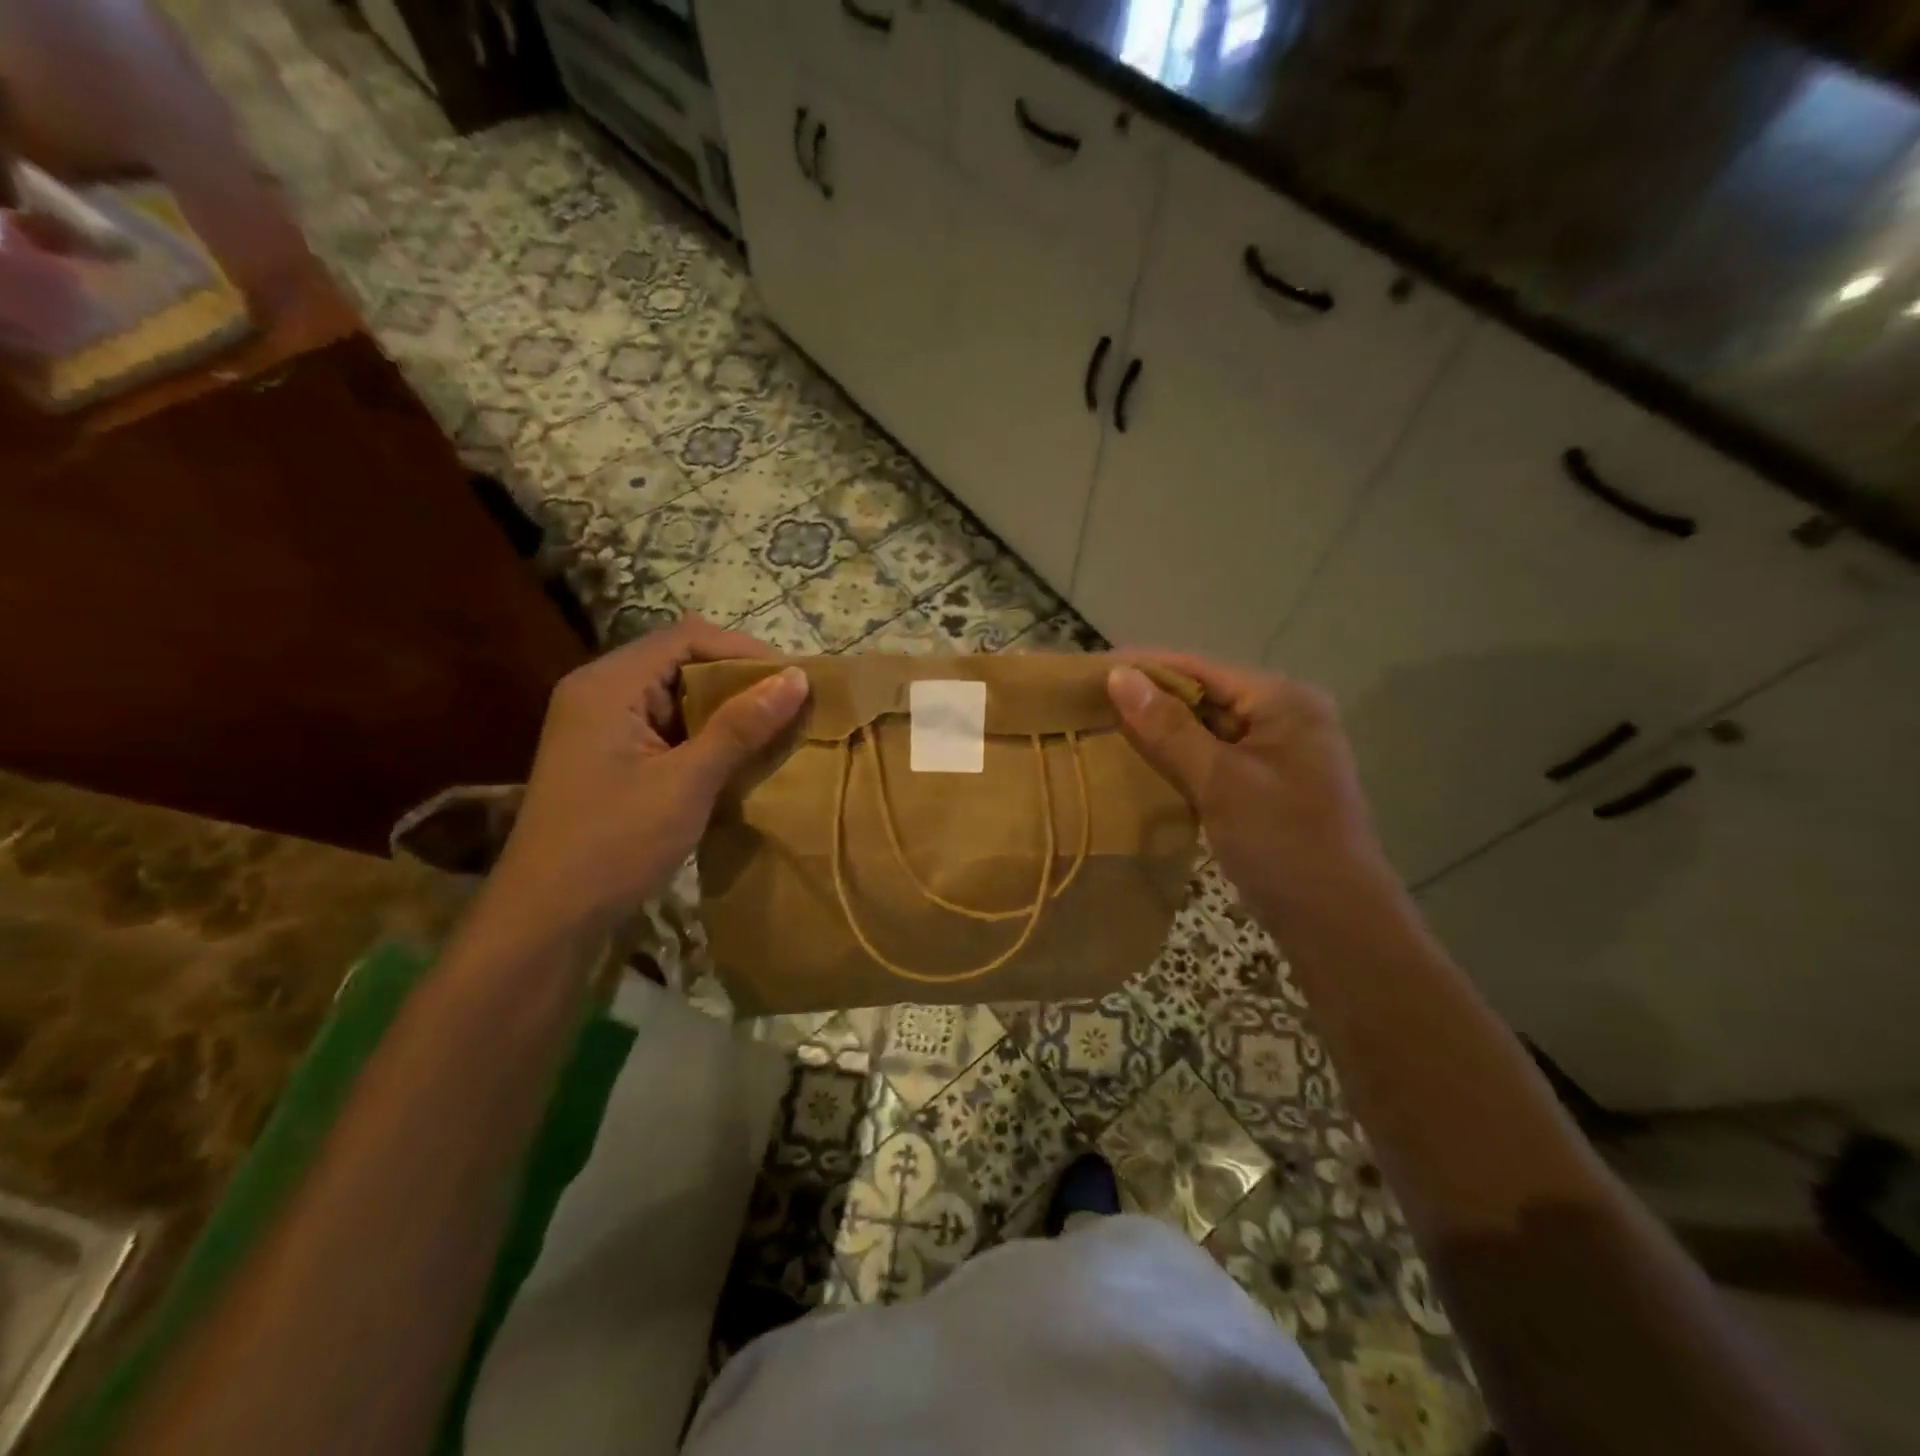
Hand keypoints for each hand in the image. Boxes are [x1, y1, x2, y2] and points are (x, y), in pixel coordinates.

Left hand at [486, 617, 808, 937]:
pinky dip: (705, 737)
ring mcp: (602, 726)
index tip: (795, 680)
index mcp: (608, 684)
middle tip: (790, 707)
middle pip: (681, 662)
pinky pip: (666, 728)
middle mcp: (600, 693)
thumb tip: (796, 678)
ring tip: (773, 732)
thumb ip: (741, 726)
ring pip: (676, 697)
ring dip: (725, 711)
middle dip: (739, 681)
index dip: (746, 651)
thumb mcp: (687, 783)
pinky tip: (737, 760)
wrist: (546, 920)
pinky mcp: (610, 757)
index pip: (687, 637)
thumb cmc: (614, 843)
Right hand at [1107, 653, 1391, 923]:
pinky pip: (1214, 758)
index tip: (1093, 669)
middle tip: (1091, 703)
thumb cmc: (1281, 841)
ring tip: (1105, 728)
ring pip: (1207, 729)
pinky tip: (1142, 764)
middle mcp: (1284, 717)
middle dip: (1151, 699)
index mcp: (1283, 702)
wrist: (1336, 923)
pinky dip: (1180, 759)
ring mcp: (1277, 753)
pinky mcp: (1266, 785)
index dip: (1146, 666)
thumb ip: (1168, 727)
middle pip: (1205, 695)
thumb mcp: (1220, 780)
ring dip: (1162, 731)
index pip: (1202, 668)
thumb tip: (1119, 676)